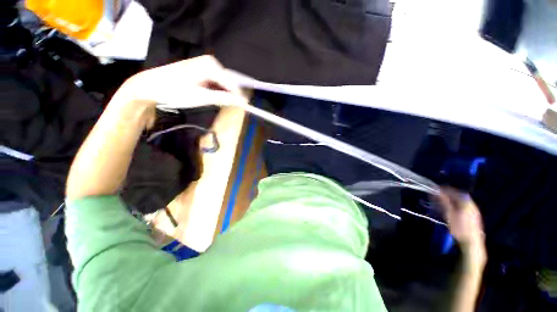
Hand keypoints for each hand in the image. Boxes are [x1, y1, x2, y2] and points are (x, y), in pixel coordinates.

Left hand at [112, 55, 247, 123]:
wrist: (150, 86)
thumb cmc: (175, 91)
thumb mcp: (202, 97)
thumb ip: (224, 99)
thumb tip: (243, 102)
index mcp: (211, 66)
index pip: (233, 84)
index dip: (239, 97)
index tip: (244, 108)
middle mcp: (210, 62)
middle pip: (228, 82)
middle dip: (229, 95)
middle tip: (225, 107)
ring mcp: (205, 65)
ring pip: (222, 83)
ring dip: (222, 94)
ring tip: (215, 103)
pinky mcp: (201, 70)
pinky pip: (215, 82)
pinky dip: (216, 91)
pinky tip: (209, 96)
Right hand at [437, 188, 486, 268]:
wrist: (472, 243)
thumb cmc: (459, 228)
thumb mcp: (449, 214)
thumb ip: (444, 202)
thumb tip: (437, 191)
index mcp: (466, 202)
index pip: (454, 192)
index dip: (444, 190)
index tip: (435, 190)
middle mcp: (472, 205)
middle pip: (458, 196)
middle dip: (448, 195)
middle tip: (437, 196)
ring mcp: (474, 211)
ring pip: (461, 201)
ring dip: (452, 200)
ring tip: (443, 203)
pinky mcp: (474, 217)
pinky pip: (464, 206)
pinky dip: (456, 205)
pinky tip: (451, 210)